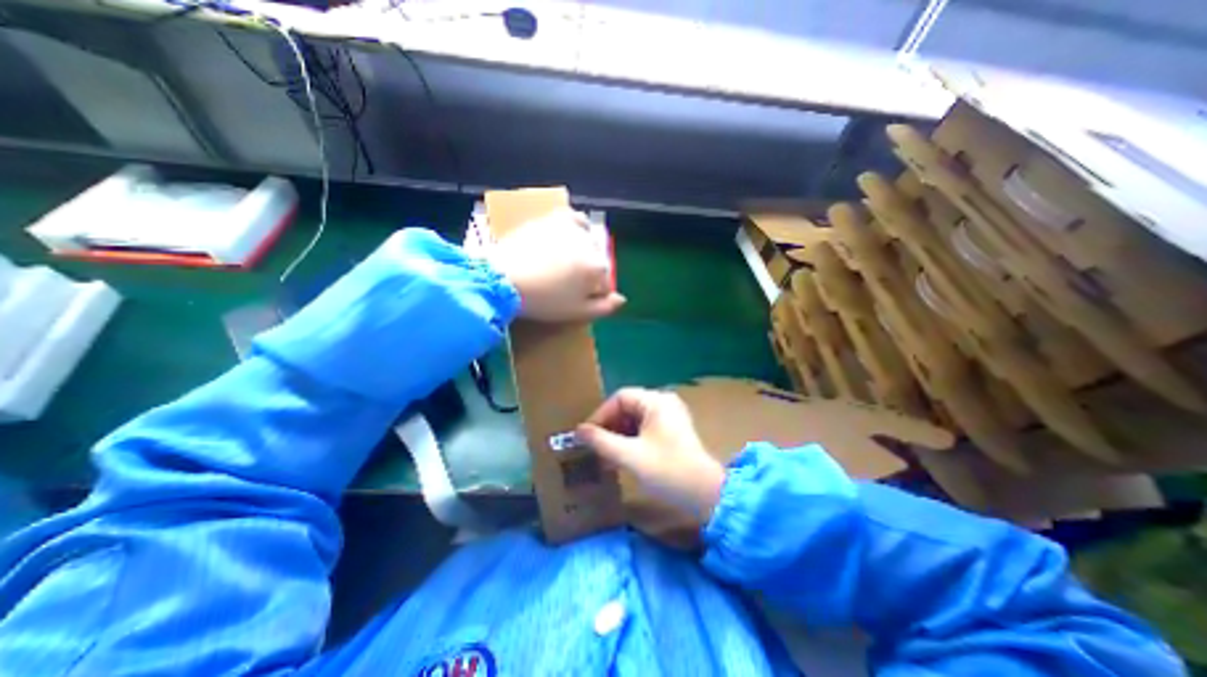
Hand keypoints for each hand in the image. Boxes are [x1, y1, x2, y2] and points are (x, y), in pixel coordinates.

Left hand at [487, 210, 627, 322]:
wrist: (503, 278)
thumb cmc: (543, 300)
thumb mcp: (576, 312)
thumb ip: (604, 308)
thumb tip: (621, 299)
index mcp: (597, 268)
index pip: (606, 283)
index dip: (595, 294)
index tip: (579, 300)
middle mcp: (590, 244)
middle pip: (597, 262)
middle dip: (588, 274)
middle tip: (568, 284)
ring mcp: (572, 228)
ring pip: (589, 242)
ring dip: (584, 252)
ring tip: (566, 263)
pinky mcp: (554, 218)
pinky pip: (575, 219)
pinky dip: (577, 228)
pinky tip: (570, 237)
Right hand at [575, 390, 723, 519]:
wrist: (706, 494)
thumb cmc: (667, 471)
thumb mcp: (629, 456)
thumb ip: (601, 441)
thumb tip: (578, 431)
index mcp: (656, 401)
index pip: (619, 398)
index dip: (600, 415)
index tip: (587, 435)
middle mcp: (664, 402)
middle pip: (628, 407)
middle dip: (610, 426)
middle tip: (595, 446)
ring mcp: (671, 415)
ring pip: (636, 418)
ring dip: (619, 434)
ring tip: (607, 454)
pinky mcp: (674, 429)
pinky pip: (646, 427)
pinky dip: (632, 439)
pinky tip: (623, 456)